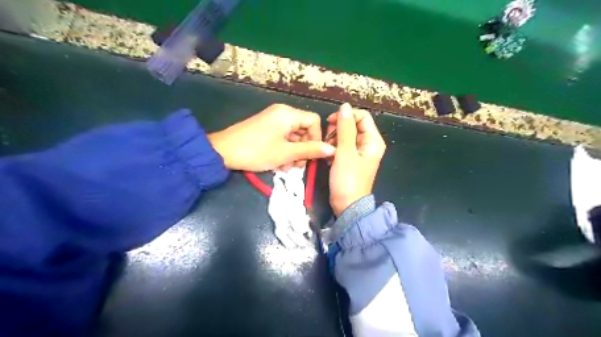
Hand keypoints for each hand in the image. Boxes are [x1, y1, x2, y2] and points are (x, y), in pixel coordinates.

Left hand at [210, 102, 334, 172]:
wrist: (223, 152)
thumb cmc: (257, 151)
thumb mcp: (286, 153)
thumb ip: (310, 150)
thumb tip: (332, 149)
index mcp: (288, 114)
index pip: (314, 121)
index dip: (317, 138)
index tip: (311, 155)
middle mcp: (282, 113)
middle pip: (304, 129)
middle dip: (303, 149)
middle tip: (298, 166)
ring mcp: (272, 120)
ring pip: (293, 136)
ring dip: (293, 153)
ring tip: (286, 167)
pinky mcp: (265, 128)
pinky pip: (282, 137)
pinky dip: (283, 150)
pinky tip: (278, 164)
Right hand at [328, 102, 384, 214]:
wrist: (346, 204)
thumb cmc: (347, 179)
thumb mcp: (345, 152)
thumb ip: (345, 128)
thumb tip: (345, 106)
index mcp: (373, 140)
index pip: (362, 116)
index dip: (346, 116)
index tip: (330, 122)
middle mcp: (368, 143)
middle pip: (353, 125)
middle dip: (338, 129)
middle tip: (328, 141)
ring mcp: (360, 152)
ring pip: (345, 135)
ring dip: (334, 139)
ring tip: (328, 151)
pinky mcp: (351, 159)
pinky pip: (342, 146)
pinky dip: (334, 148)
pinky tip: (329, 157)